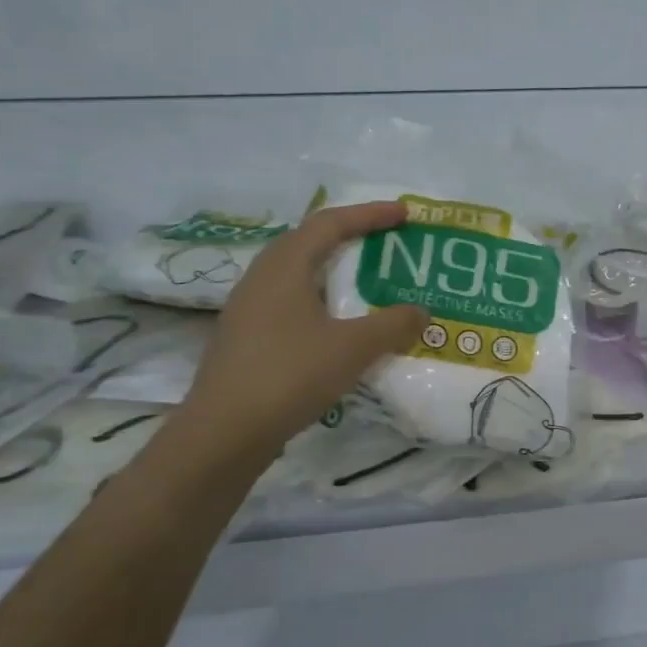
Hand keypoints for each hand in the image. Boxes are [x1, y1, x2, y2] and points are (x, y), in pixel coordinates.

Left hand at [179, 201, 425, 457]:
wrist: (224, 432)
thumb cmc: (289, 375)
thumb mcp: (353, 348)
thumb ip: (393, 325)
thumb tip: (421, 312)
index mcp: (284, 267)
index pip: (330, 223)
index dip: (370, 214)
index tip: (404, 214)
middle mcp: (262, 278)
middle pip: (310, 242)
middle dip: (351, 237)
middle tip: (387, 244)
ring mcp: (250, 309)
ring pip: (299, 275)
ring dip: (335, 272)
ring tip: (368, 282)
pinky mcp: (248, 338)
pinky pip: (292, 303)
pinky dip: (323, 301)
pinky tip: (340, 326)